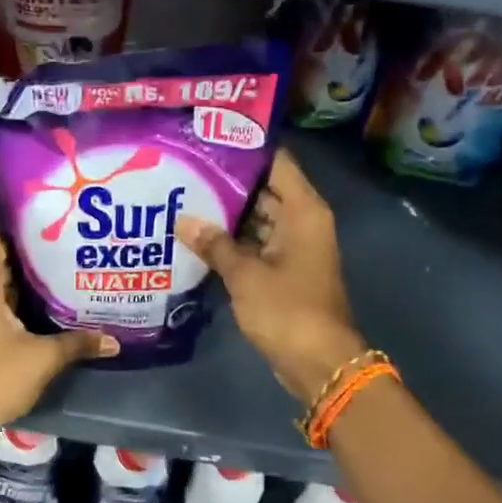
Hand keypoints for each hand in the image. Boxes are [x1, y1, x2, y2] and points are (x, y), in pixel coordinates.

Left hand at [0, 227, 117, 425]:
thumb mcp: (44, 357)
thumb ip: (79, 342)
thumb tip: (115, 340)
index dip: (25, 224)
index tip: (54, 216)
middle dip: (31, 252)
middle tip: (67, 243)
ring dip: (21, 277)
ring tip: (60, 268)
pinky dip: (10, 297)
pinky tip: (39, 302)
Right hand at [176, 149, 366, 402]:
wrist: (318, 362)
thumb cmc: (287, 310)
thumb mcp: (245, 275)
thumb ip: (214, 244)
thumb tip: (183, 220)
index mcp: (303, 210)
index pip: (276, 162)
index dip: (245, 149)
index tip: (207, 140)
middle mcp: (302, 222)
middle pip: (265, 189)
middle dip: (228, 183)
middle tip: (185, 171)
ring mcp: (295, 248)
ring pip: (259, 219)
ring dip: (228, 215)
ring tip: (184, 199)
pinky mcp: (285, 271)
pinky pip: (257, 245)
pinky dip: (234, 242)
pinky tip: (198, 237)